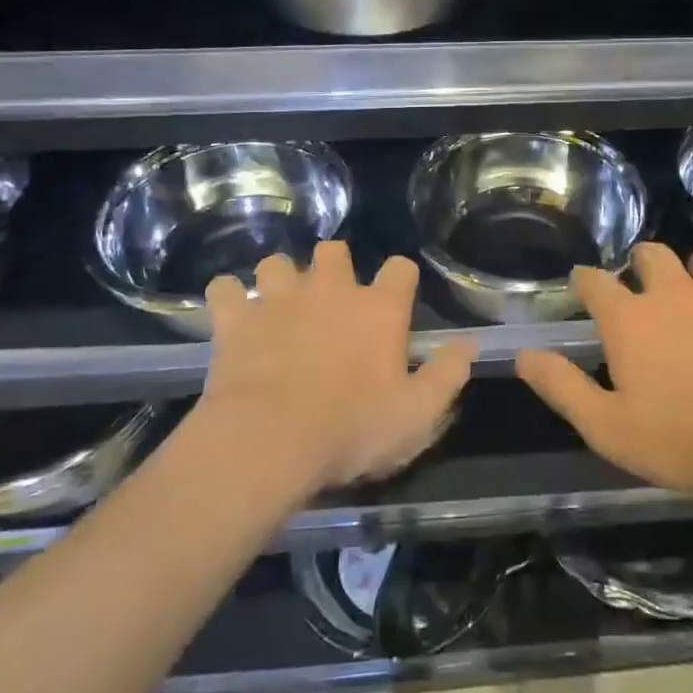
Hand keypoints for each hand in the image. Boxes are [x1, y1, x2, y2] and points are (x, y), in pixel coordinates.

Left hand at [195, 243, 473, 490]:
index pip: (400, 268)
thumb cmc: (351, 428)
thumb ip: (447, 374)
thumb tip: (468, 345)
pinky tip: (231, 316)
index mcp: (378, 308)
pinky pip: (224, 288)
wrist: (269, 441)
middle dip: (334, 267)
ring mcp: (279, 298)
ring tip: (278, 308)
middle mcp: (330, 289)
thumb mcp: (417, 414)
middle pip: (334, 251)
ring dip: (279, 280)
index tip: (396, 302)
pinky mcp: (235, 317)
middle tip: (331, 302)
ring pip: (277, 262)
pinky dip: (228, 299)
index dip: (400, 280)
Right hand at [515, 243, 692, 501]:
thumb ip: (562, 387)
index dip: (584, 281)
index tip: (582, 287)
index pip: (594, 281)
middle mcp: (673, 294)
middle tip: (640, 289)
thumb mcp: (607, 427)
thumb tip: (523, 355)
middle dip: (640, 264)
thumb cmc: (681, 441)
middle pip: (651, 254)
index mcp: (630, 319)